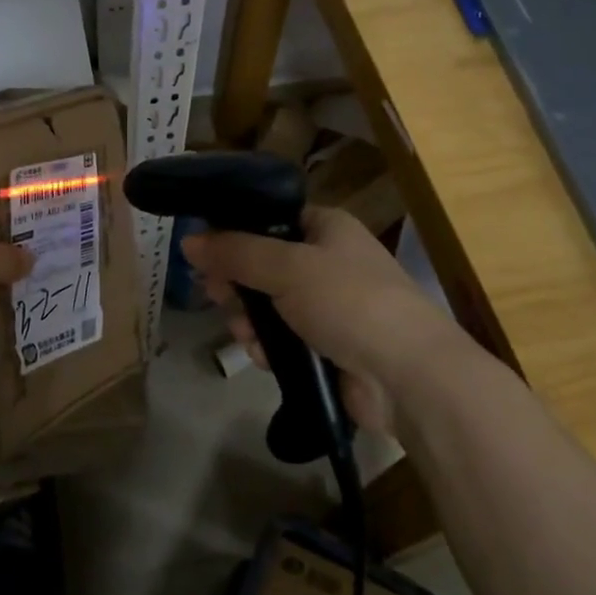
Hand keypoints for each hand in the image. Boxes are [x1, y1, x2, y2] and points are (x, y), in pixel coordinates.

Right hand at [183, 205, 471, 433]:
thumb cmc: (348, 300)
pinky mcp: (329, 348)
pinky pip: (285, 339)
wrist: (407, 376)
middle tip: (213, 294)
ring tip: (240, 331)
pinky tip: (261, 355)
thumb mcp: (286, 267)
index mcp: (327, 227)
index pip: (271, 218)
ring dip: (250, 318)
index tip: (205, 251)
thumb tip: (188, 241)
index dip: (236, 232)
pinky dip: (270, 346)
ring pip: (271, 305)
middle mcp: (329, 261)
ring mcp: (331, 307)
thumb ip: (235, 252)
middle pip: (266, 264)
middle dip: (237, 281)